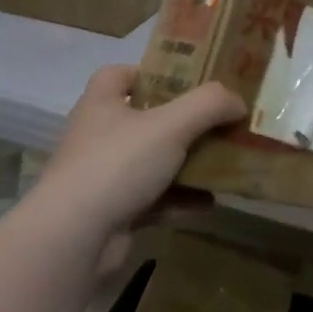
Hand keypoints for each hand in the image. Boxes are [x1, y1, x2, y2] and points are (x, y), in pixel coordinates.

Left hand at [35, 65, 244, 242]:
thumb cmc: (118, 164)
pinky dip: (180, 201)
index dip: (151, 73)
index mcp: (102, 104)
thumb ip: (209, 105)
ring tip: (224, 164)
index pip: (119, 75)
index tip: (187, 81)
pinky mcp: (113, 212)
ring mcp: (105, 177)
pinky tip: (209, 204)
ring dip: (187, 165)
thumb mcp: (171, 125)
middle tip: (218, 123)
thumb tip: (238, 101)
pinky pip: (154, 200)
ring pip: (154, 162)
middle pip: (145, 120)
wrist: (74, 238)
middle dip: (183, 123)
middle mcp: (99, 136)